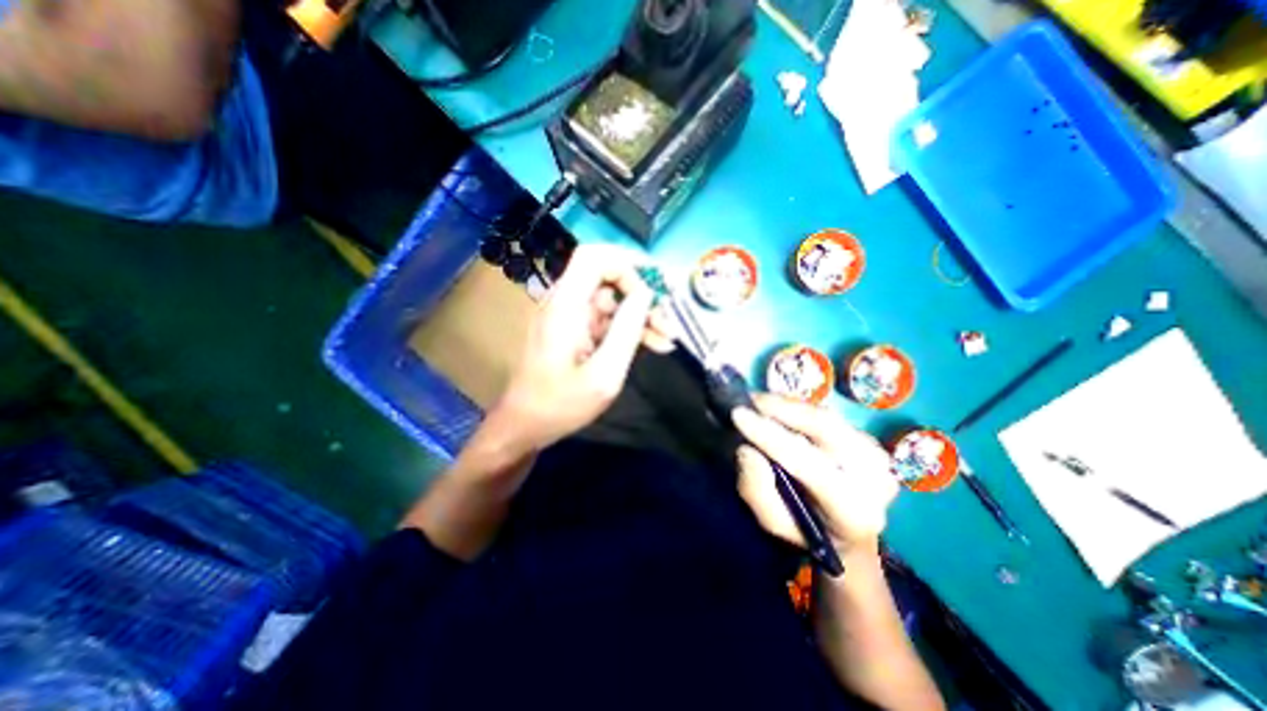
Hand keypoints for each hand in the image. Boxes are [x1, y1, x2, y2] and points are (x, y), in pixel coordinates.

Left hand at [493, 246, 673, 450]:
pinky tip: (656, 344)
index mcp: (566, 306)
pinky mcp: (576, 332)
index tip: (656, 286)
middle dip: (643, 294)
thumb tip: (646, 294)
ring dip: (642, 315)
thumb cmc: (561, 404)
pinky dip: (630, 328)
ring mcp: (570, 318)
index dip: (627, 262)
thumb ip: (627, 331)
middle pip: (608, 278)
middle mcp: (566, 303)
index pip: (594, 258)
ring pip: (613, 301)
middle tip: (669, 318)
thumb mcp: (604, 374)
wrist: (526, 425)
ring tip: (669, 337)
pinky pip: (608, 320)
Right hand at [727, 394, 894, 553]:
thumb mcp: (773, 523)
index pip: (809, 464)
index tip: (738, 414)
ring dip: (790, 405)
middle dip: (783, 409)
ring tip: (760, 402)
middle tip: (750, 401)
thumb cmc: (805, 533)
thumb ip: (757, 491)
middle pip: (826, 429)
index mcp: (854, 511)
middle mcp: (875, 478)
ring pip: (827, 417)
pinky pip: (829, 416)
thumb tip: (746, 450)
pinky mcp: (870, 442)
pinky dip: (801, 408)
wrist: (847, 538)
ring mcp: (878, 457)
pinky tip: (779, 407)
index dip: (770, 435)